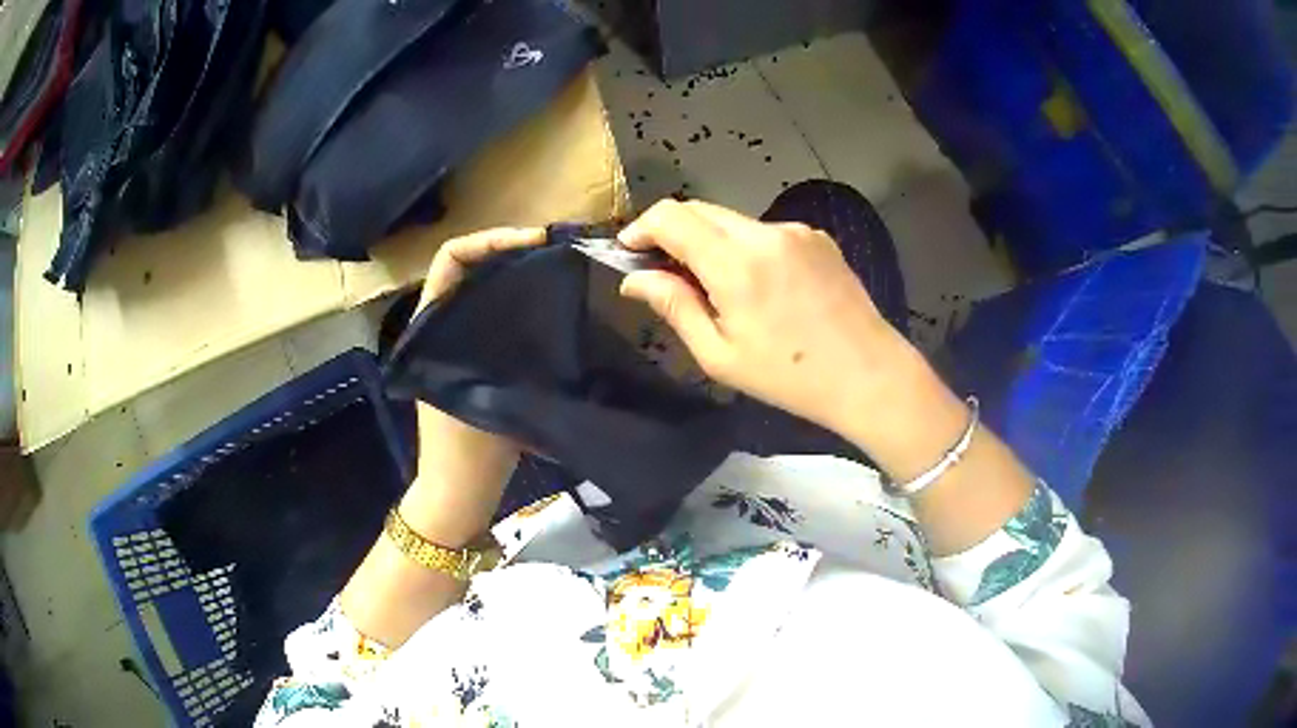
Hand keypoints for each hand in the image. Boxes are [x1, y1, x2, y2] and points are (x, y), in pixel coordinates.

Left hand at [400, 228, 545, 544]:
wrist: (458, 492)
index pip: (451, 258)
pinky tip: (551, 309)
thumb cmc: (467, 450)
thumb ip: (513, 350)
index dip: (489, 239)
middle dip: (509, 250)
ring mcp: (457, 342)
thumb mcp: (490, 394)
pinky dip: (520, 302)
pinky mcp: (474, 359)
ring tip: (557, 270)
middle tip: (555, 251)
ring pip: (485, 289)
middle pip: (471, 267)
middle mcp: (440, 324)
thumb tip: (552, 307)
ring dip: (516, 274)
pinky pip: (496, 315)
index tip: (533, 242)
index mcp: (430, 325)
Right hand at [617, 200, 911, 434]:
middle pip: (700, 210)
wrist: (869, 374)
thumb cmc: (790, 377)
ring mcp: (796, 230)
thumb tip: (634, 279)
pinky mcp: (818, 237)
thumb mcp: (720, 355)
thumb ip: (675, 306)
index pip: (672, 216)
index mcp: (736, 264)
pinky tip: (761, 287)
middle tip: (664, 270)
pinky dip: (746, 248)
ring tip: (717, 287)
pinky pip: (765, 232)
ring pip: (733, 221)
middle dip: (673, 232)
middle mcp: (765, 233)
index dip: (641, 227)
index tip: (629, 250)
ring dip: (711, 242)